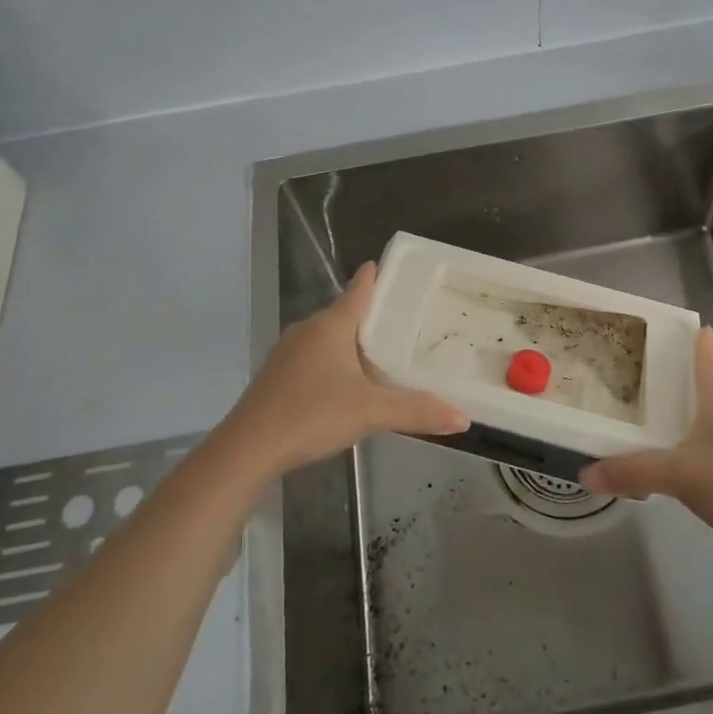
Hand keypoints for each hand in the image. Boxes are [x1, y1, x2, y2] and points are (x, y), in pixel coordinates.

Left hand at [225, 262, 469, 476]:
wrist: (249, 447)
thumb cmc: (312, 415)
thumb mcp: (371, 412)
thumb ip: (417, 411)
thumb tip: (463, 417)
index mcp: (331, 326)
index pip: (358, 290)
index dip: (374, 277)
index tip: (386, 265)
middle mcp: (308, 330)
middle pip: (344, 313)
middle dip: (369, 314)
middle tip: (402, 318)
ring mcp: (288, 353)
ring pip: (327, 337)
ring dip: (350, 340)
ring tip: (379, 351)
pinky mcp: (277, 377)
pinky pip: (313, 357)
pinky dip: (333, 361)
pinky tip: (344, 383)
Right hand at [579, 328, 712, 549]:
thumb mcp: (680, 475)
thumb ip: (632, 471)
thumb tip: (585, 472)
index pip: (705, 352)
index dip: (686, 335)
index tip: (658, 325)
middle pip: (702, 381)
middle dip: (669, 375)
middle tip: (630, 370)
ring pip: (704, 414)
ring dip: (678, 411)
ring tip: (641, 413)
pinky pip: (708, 443)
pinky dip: (687, 443)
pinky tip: (668, 458)